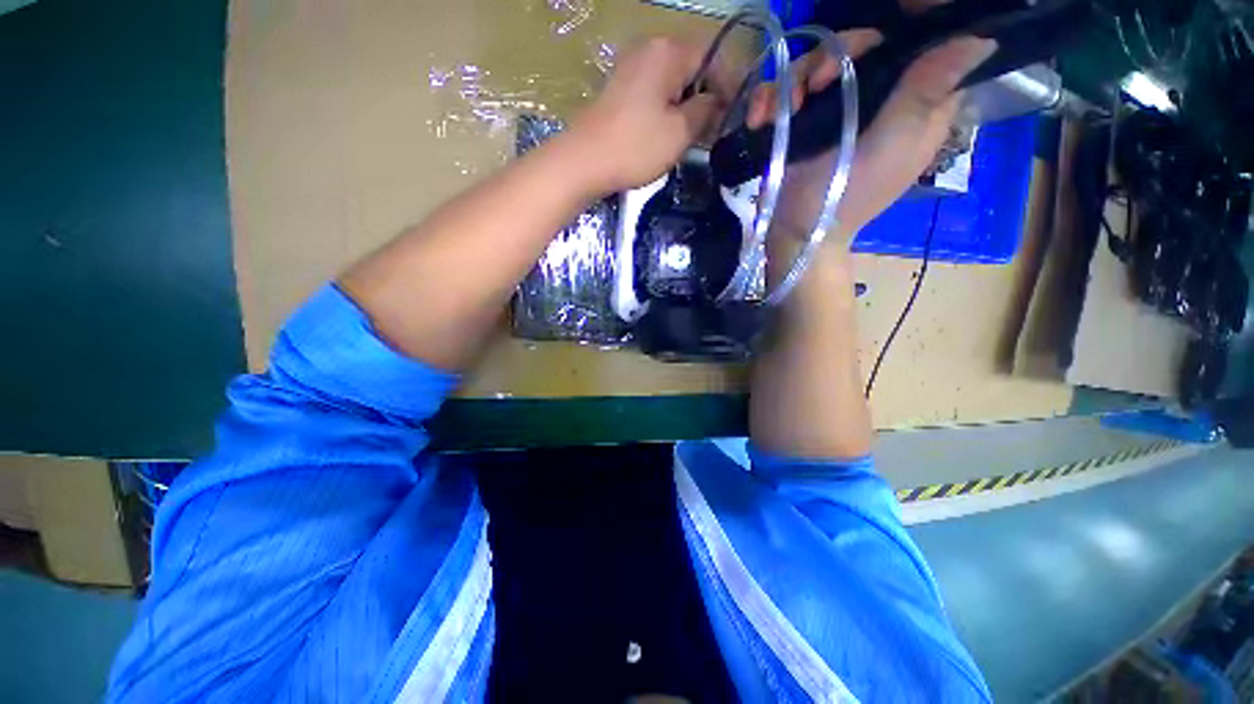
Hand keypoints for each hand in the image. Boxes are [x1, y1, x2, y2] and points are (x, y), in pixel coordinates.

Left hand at [568, 36, 724, 194]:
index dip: (728, 85)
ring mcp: (631, 67)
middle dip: (707, 95)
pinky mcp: (620, 88)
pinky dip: (668, 108)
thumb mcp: (680, 132)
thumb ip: (705, 110)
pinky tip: (669, 132)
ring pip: (673, 80)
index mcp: (668, 51)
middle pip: (692, 66)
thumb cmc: (636, 147)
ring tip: (693, 135)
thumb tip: (715, 101)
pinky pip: (655, 91)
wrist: (584, 162)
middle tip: (714, 129)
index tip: (733, 115)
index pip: (713, 57)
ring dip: (688, 104)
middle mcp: (650, 49)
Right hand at [748, 31, 996, 242]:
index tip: (890, 15)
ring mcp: (834, 108)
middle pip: (862, 44)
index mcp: (914, 100)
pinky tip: (760, 118)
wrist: (799, 231)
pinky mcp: (801, 121)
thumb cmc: (850, 193)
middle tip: (819, 84)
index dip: (913, 22)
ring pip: (818, 62)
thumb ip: (927, 92)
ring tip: (783, 108)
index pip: (925, 42)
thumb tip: (981, 39)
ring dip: (793, 80)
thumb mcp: (895, 144)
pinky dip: (769, 100)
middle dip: (835, 55)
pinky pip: (785, 91)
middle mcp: (876, 96)